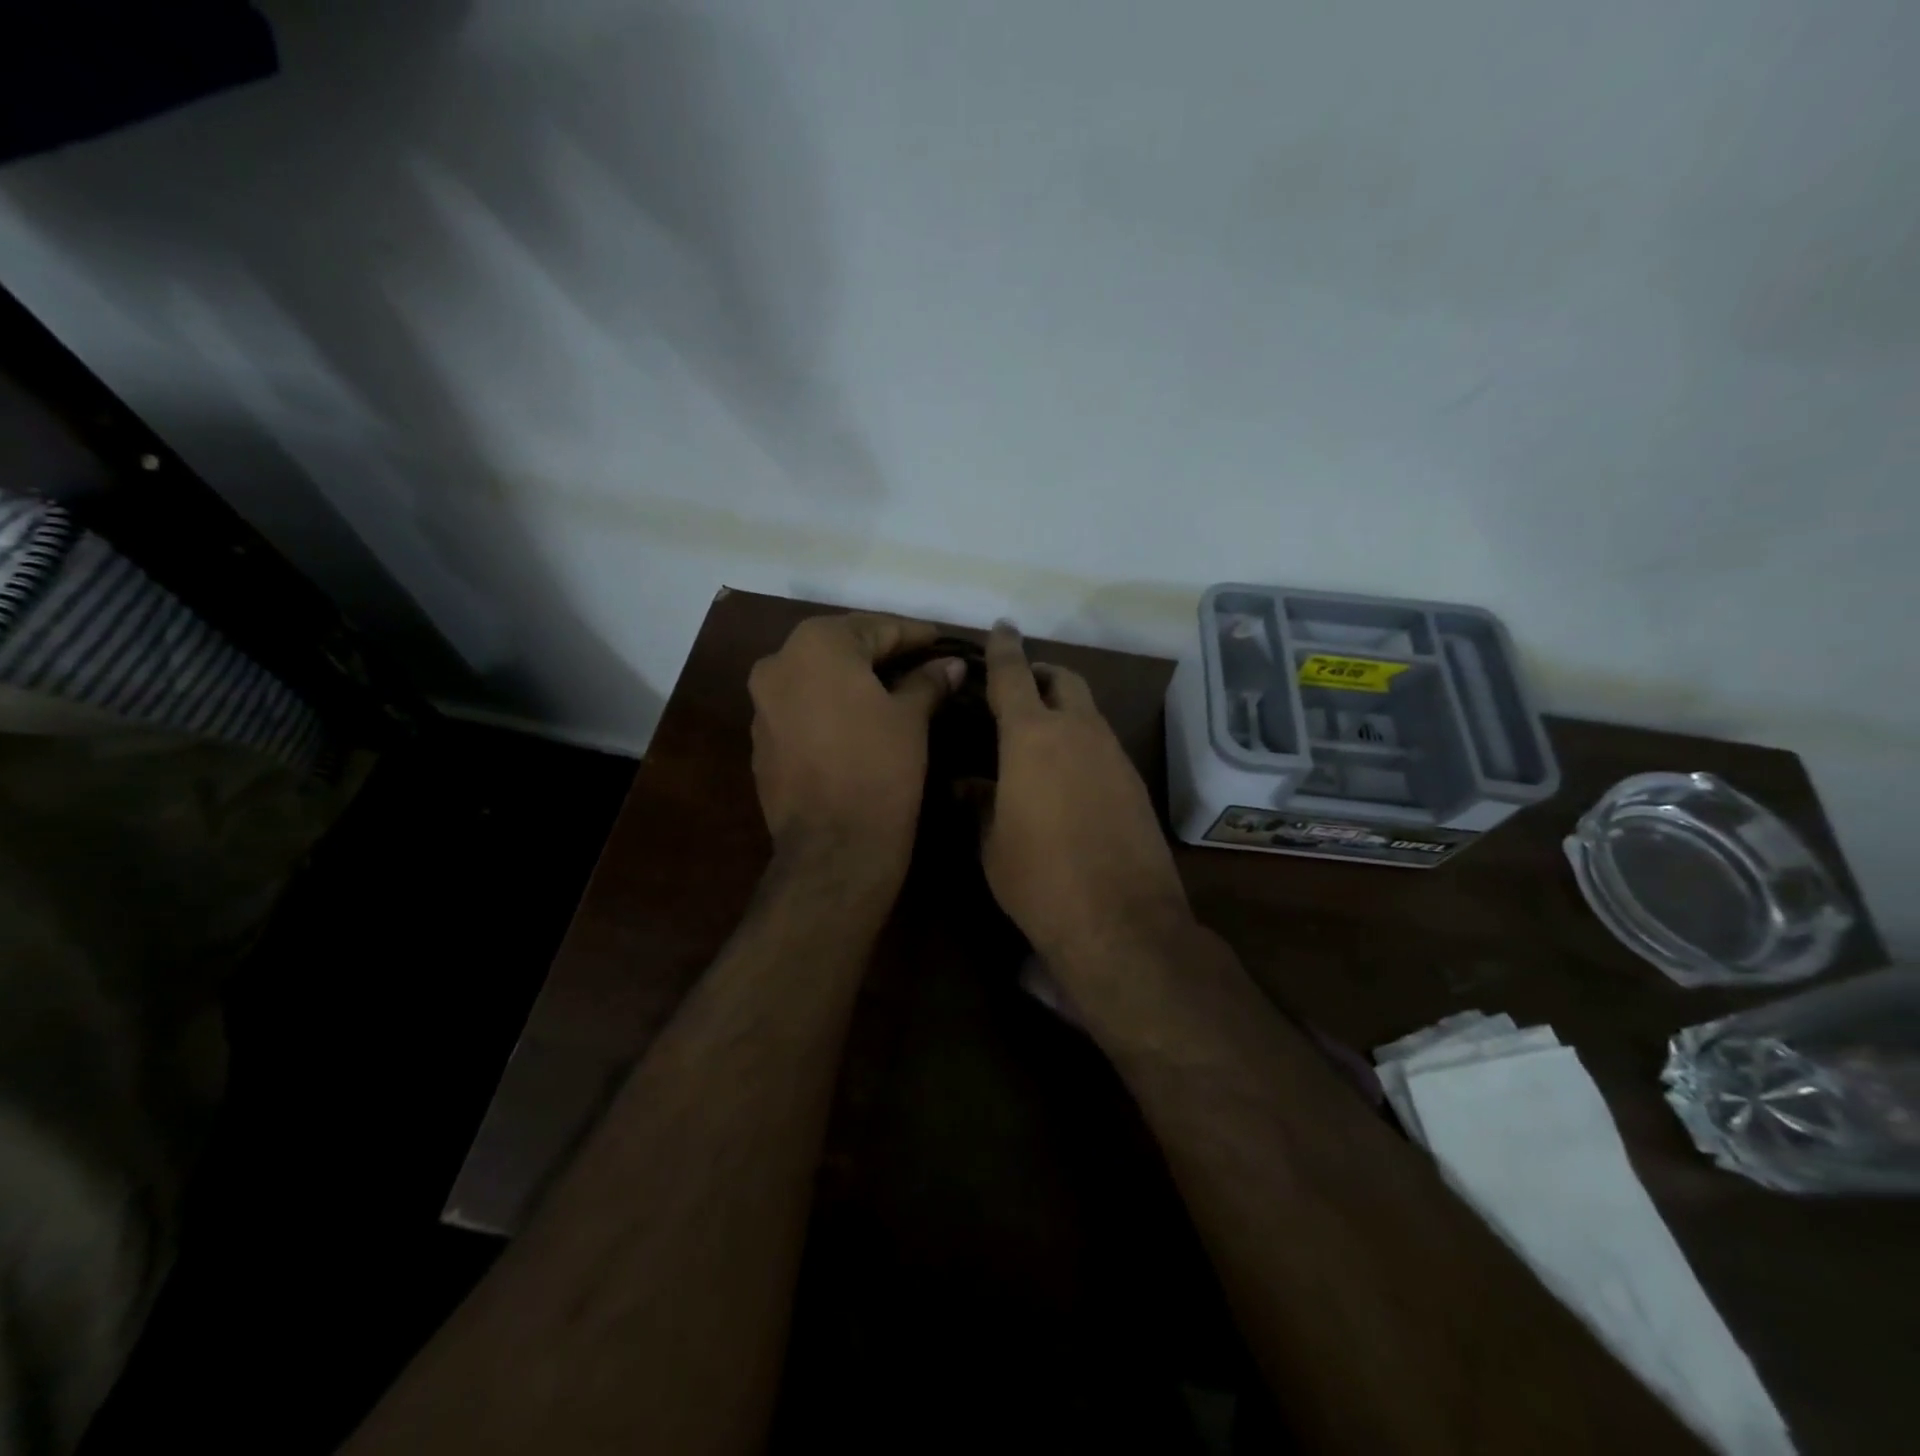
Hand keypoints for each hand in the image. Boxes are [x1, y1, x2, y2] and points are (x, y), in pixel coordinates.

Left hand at [748, 611, 960, 883]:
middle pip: (841, 648)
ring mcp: (762, 705)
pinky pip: (803, 709)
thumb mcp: (911, 718)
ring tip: (894, 690)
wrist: (833, 848)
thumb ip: (928, 681)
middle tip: (921, 662)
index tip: (942, 642)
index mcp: (816, 645)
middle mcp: (778, 664)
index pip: (875, 628)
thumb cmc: (879, 769)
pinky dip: (831, 707)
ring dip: (853, 680)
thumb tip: (951, 664)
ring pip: (818, 679)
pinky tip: (859, 722)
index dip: (913, 635)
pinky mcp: (762, 742)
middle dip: (882, 653)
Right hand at [980, 622, 1190, 962]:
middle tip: (1019, 690)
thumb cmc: (1038, 879)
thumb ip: (978, 803)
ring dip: (1065, 710)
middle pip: (1065, 680)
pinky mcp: (1135, 783)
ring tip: (1039, 738)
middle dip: (1042, 674)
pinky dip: (1083, 743)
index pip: (1013, 675)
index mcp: (1032, 737)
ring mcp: (1114, 756)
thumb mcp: (992, 843)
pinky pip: (1104, 745)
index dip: (1004, 648)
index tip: (1001, 627)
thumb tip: (965, 785)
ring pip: (1089, 712)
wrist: (1119, 921)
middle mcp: (1079, 733)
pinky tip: (1068, 777)